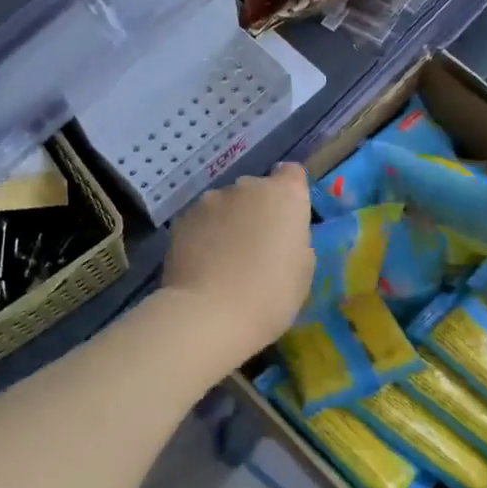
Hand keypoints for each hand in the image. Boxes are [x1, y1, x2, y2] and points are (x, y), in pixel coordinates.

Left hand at [161, 164, 313, 368]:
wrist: (211, 313)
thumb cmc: (272, 294)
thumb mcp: (303, 268)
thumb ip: (293, 237)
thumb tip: (278, 232)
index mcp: (284, 195)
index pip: (292, 174)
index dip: (290, 194)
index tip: (287, 220)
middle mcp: (247, 186)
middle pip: (256, 190)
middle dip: (256, 211)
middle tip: (255, 248)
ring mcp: (211, 199)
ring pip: (225, 205)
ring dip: (228, 222)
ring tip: (224, 259)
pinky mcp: (183, 218)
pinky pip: (201, 221)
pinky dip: (204, 235)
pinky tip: (203, 264)